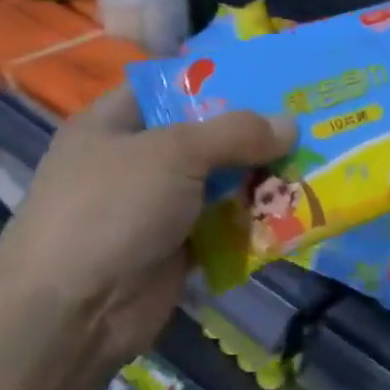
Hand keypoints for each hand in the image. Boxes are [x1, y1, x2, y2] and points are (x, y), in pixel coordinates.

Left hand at [0, 88, 294, 366]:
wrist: (74, 311)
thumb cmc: (112, 210)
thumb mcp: (173, 154)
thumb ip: (234, 134)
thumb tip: (291, 123)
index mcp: (115, 124)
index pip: (170, 88)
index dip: (218, 81)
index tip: (271, 77)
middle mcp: (135, 162)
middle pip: (204, 138)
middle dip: (253, 134)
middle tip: (309, 122)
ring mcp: (155, 209)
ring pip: (219, 184)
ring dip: (261, 179)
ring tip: (315, 164)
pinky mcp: (177, 250)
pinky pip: (224, 227)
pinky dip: (254, 222)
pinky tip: (297, 211)